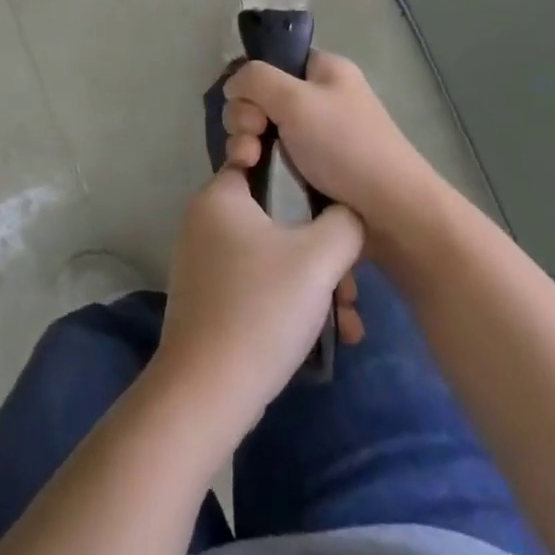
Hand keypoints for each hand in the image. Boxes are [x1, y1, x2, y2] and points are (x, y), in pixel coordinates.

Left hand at [153, 164, 363, 434]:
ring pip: (274, 255)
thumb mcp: (318, 257)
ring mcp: (205, 260)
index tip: (339, 211)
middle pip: (278, 217)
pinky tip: (328, 336)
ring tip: (346, 321)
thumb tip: (349, 214)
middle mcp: (206, 219)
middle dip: (323, 252)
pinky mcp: (210, 297)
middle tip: (350, 287)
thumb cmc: (262, 307)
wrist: (208, 391)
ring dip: (315, 283)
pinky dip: (291, 301)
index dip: (308, 183)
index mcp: (220, 195)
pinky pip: (260, 282)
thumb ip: (344, 223)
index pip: (268, 164)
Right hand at [222, 51, 443, 240]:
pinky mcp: (315, 171)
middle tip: (252, 141)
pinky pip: (276, 159)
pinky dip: (263, 166)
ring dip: (249, 145)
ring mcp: (318, 137)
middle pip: (263, 98)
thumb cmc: (345, 147)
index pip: (274, 62)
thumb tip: (232, 86)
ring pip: (265, 131)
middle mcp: (321, 99)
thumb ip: (255, 80)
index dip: (253, 82)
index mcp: (325, 71)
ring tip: (251, 165)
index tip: (251, 108)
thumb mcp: (295, 100)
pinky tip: (256, 179)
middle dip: (246, 119)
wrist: (392, 214)